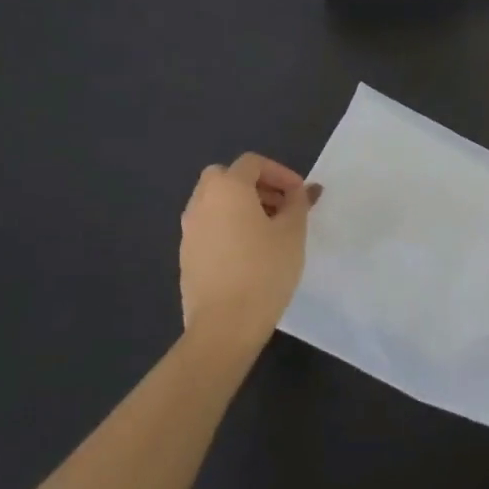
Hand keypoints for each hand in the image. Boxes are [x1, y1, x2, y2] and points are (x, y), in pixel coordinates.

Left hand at [179, 154, 318, 354]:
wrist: (224, 325)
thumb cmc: (265, 270)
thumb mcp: (293, 232)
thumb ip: (298, 204)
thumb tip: (302, 189)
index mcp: (227, 189)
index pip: (252, 163)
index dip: (280, 173)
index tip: (300, 194)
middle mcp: (201, 202)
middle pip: (226, 178)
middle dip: (256, 185)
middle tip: (281, 206)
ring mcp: (189, 230)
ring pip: (214, 202)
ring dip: (241, 206)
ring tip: (269, 231)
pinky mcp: (186, 255)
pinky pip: (209, 226)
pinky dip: (228, 226)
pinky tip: (250, 253)